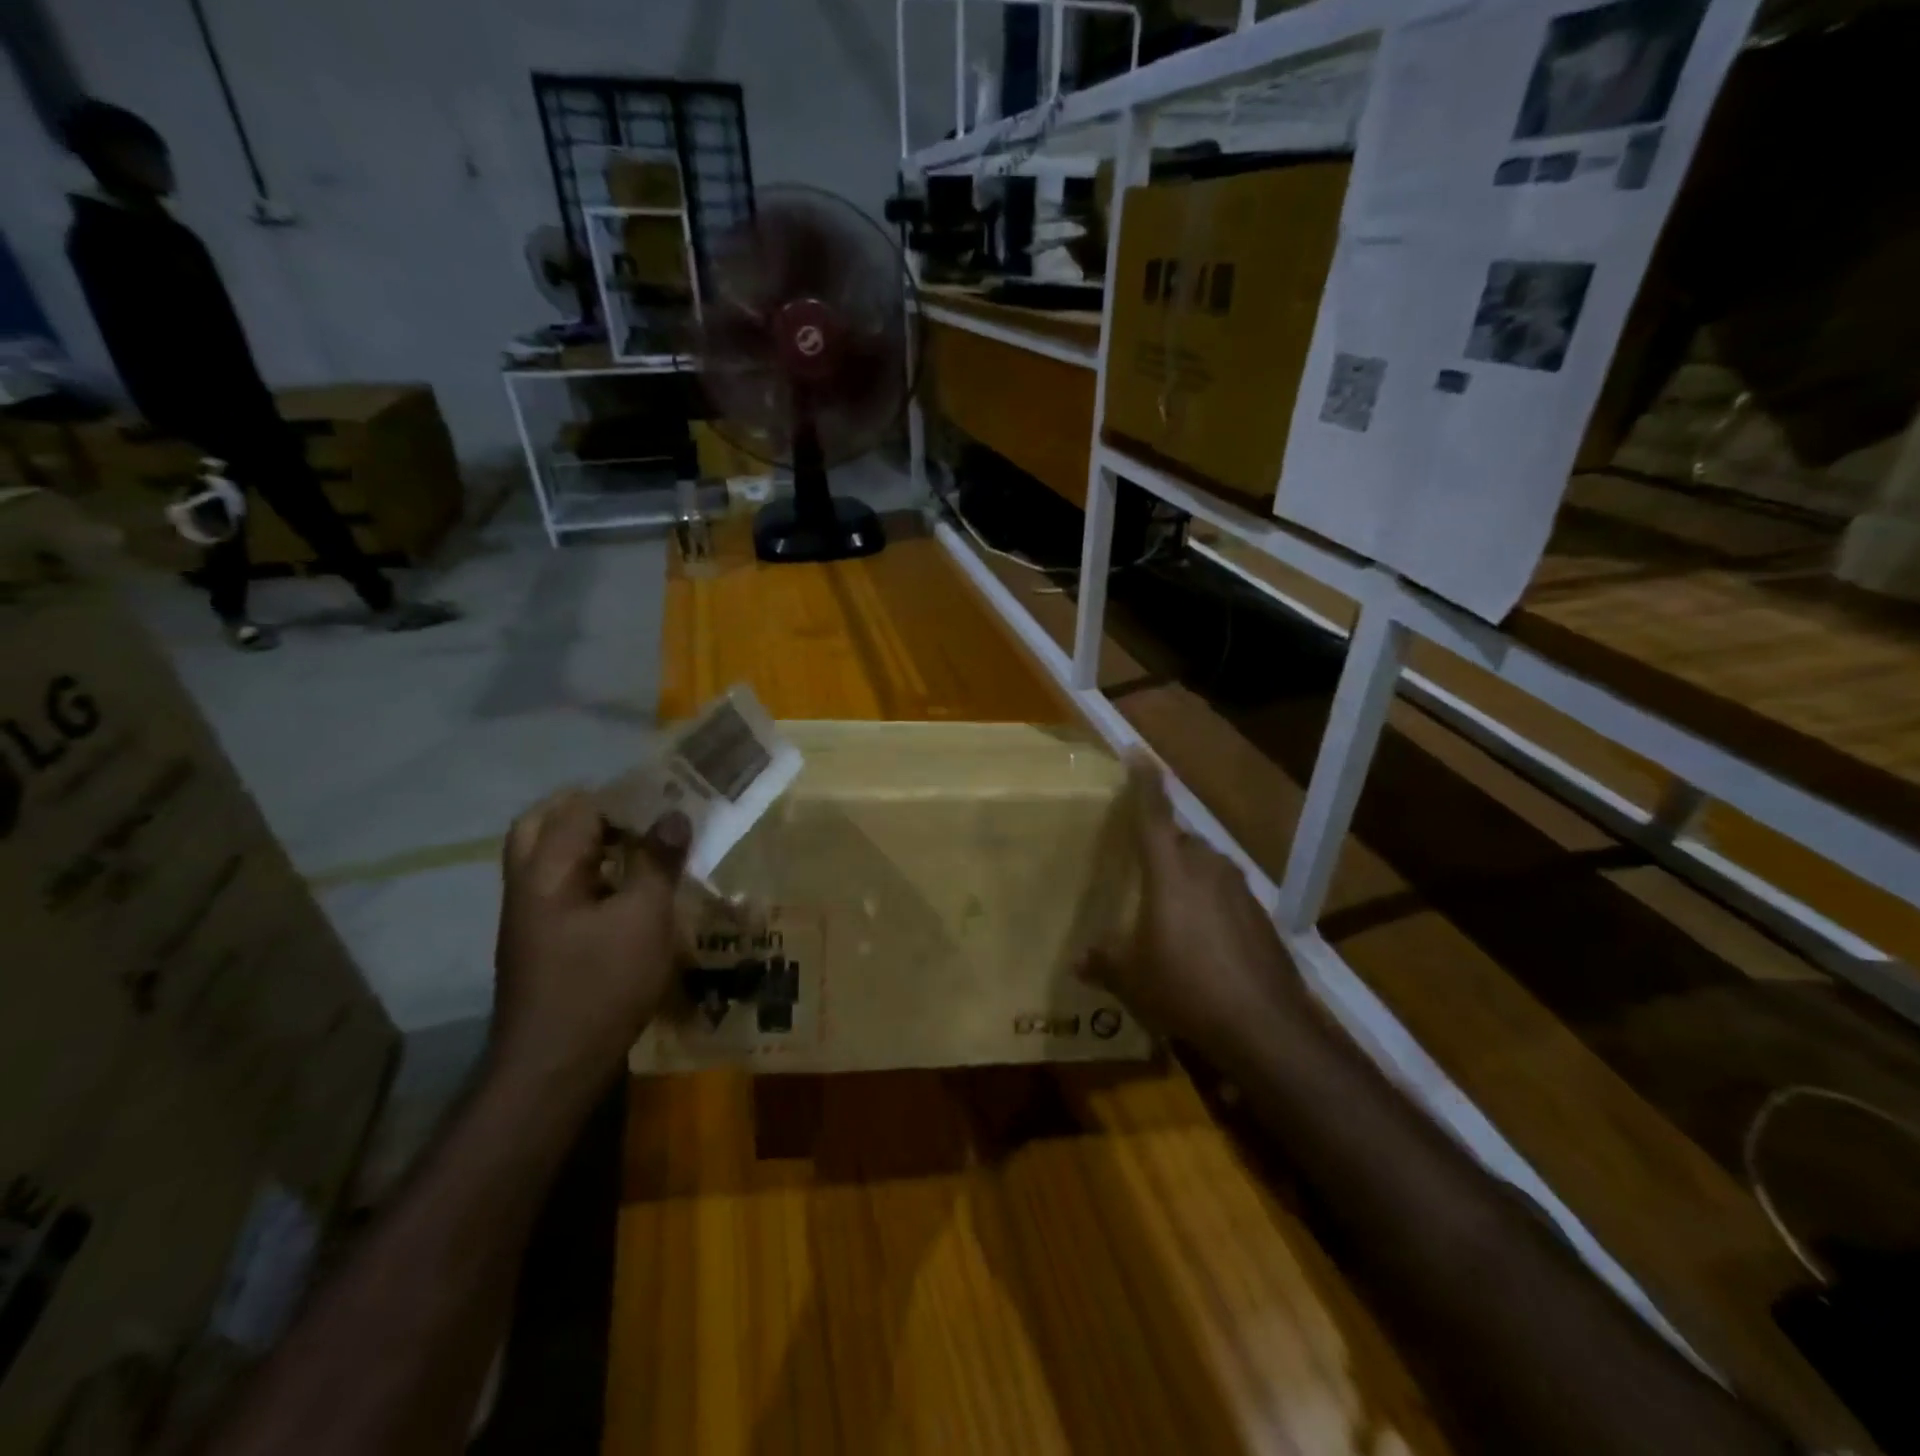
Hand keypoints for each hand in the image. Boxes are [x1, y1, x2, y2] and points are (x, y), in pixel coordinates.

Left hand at [490, 790, 689, 1101]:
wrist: (554, 1066)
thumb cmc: (601, 984)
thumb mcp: (644, 918)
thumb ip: (657, 862)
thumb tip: (673, 816)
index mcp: (547, 870)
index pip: (579, 807)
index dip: (624, 796)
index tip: (667, 796)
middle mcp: (527, 883)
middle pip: (544, 823)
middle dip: (591, 810)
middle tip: (637, 813)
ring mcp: (528, 915)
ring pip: (549, 856)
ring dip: (589, 841)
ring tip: (639, 845)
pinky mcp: (540, 940)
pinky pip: (560, 886)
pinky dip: (589, 872)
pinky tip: (626, 888)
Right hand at [1082, 758, 1305, 1055]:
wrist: (1263, 1026)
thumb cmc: (1184, 988)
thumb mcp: (1131, 978)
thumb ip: (1103, 962)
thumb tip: (1078, 961)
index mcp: (1170, 870)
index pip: (1153, 812)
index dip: (1144, 781)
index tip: (1138, 752)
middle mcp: (1207, 867)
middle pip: (1181, 840)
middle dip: (1163, 846)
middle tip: (1142, 868)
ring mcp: (1240, 890)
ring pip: (1206, 867)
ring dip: (1188, 877)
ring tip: (1170, 910)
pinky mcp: (1261, 916)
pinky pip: (1226, 895)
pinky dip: (1211, 905)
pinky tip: (1203, 941)